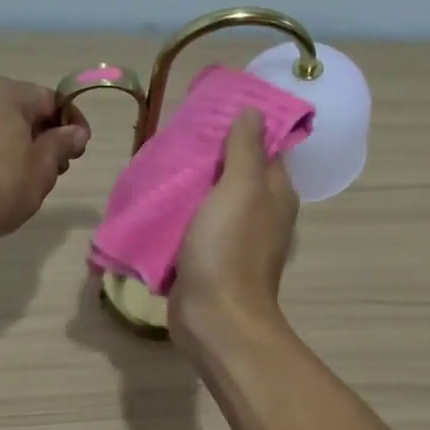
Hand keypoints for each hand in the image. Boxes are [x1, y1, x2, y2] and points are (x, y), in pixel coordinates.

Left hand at [0, 77, 89, 240]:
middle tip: (59, 169)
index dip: (73, 124)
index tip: (81, 150)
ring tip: (33, 180)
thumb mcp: (42, 167)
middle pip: (28, 111)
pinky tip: (6, 181)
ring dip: (26, 147)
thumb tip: (76, 132)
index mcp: (8, 93)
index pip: (53, 100)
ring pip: (6, 127)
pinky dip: (2, 153)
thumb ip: (61, 144)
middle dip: (48, 137)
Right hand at [169, 110, 298, 353]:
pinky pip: (192, 227)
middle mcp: (260, 214)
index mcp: (275, 194)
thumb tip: (253, 111)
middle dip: (207, 155)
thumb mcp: (240, 189)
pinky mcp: (208, 259)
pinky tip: (154, 202)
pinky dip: (177, 215)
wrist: (214, 319)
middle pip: (234, 173)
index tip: (209, 110)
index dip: (240, 127)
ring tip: (159, 163)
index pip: (263, 148)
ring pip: (210, 200)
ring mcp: (233, 239)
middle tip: (175, 135)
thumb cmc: (229, 249)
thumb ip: (245, 149)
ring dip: (188, 185)